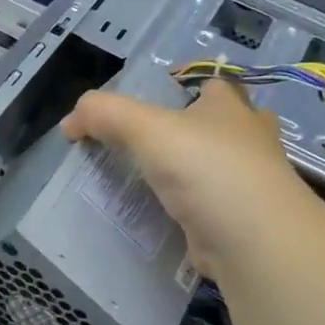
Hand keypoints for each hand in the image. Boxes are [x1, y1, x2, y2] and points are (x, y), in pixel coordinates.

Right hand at [61, 79, 317, 283]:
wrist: (255, 242)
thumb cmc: (207, 168)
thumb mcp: (146, 128)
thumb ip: (104, 114)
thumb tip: (70, 121)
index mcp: (231, 106)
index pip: (211, 82)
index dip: (184, 83)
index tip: (153, 97)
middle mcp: (249, 138)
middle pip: (219, 124)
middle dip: (192, 129)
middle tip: (149, 142)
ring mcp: (252, 183)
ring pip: (218, 167)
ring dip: (191, 172)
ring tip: (148, 179)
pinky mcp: (245, 221)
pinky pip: (212, 206)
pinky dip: (191, 209)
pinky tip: (163, 216)